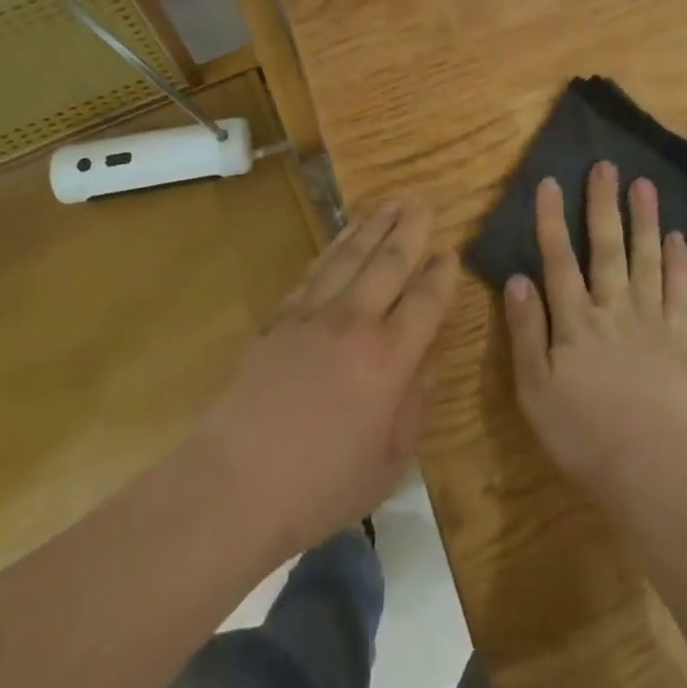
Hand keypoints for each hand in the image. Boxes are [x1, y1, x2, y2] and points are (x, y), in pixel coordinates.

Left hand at [196, 201, 456, 558]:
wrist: (235, 483)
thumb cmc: (320, 485)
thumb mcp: (389, 461)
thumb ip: (414, 404)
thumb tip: (423, 360)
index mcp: (390, 357)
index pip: (426, 300)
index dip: (443, 274)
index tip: (451, 252)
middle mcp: (356, 322)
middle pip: (390, 262)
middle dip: (411, 229)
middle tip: (425, 202)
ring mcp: (314, 314)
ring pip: (351, 255)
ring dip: (374, 226)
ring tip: (391, 203)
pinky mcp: (281, 317)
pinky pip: (316, 270)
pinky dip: (334, 247)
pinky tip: (343, 237)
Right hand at [503, 163, 686, 509]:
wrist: (653, 471)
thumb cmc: (583, 435)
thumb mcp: (535, 390)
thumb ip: (526, 332)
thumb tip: (516, 278)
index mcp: (575, 321)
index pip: (559, 259)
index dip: (551, 220)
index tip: (550, 181)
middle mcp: (613, 309)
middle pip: (606, 248)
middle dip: (603, 205)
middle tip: (606, 166)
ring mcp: (649, 321)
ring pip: (645, 259)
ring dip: (644, 220)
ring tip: (644, 184)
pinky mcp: (678, 339)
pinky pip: (677, 292)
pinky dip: (676, 263)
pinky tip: (676, 237)